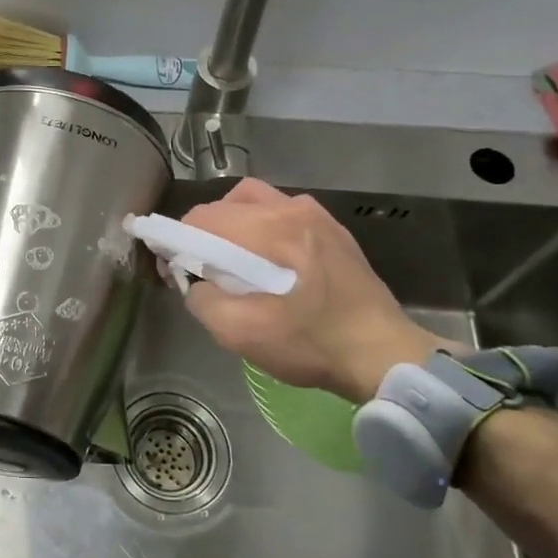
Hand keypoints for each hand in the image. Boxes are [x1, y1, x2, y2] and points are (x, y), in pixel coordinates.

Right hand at [179, 179, 451, 401]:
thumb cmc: (311, 344)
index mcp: (270, 228)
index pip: (202, 218)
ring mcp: (317, 215)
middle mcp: (292, 209)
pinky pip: (282, 213)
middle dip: (202, 232)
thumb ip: (203, 300)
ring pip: (254, 201)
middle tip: (200, 268)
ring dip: (231, 225)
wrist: (384, 355)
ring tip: (231, 260)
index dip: (177, 241)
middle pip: (225, 204)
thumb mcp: (241, 334)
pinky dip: (260, 228)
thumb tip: (193, 282)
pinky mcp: (332, 229)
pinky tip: (267, 262)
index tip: (173, 269)